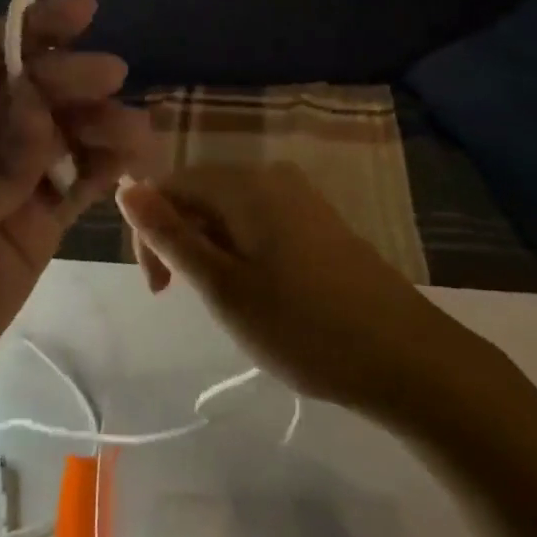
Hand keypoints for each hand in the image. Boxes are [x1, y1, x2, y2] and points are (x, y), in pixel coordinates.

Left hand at [0, 0, 157, 421]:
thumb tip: (38, 101)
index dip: (30, 28)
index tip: (85, 11)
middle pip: (28, 89)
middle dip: (70, 78)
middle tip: (114, 78)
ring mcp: (6, 182)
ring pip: (58, 133)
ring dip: (97, 123)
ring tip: (137, 133)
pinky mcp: (34, 222)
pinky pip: (73, 181)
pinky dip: (102, 167)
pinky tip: (134, 159)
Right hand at [116, 164, 493, 424]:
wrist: (411, 360)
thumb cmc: (304, 327)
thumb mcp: (222, 286)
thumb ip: (170, 235)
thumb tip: (126, 187)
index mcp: (243, 184)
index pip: (169, 185)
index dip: (149, 232)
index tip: (160, 289)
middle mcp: (271, 176)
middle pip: (200, 194)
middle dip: (181, 241)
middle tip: (189, 299)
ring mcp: (301, 197)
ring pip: (230, 212)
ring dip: (211, 250)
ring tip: (228, 302)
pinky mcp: (321, 222)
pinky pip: (261, 222)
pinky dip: (243, 251)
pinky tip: (263, 293)